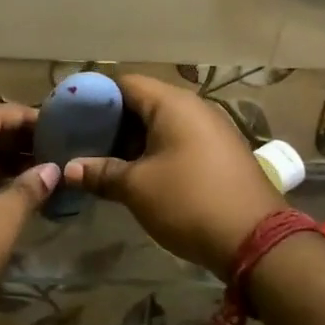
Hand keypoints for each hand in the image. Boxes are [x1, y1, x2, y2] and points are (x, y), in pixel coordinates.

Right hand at [63, 74, 286, 275]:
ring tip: (103, 163)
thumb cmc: (189, 201)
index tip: (71, 118)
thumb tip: (68, 170)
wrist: (255, 240)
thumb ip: (100, 173)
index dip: (95, 98)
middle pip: (143, 103)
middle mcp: (195, 108)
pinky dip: (156, 152)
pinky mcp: (221, 154)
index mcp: (173, 104)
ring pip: (162, 125)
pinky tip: (137, 175)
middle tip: (83, 144)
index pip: (125, 84)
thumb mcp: (137, 188)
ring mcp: (212, 130)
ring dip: (133, 142)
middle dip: (112, 123)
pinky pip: (179, 141)